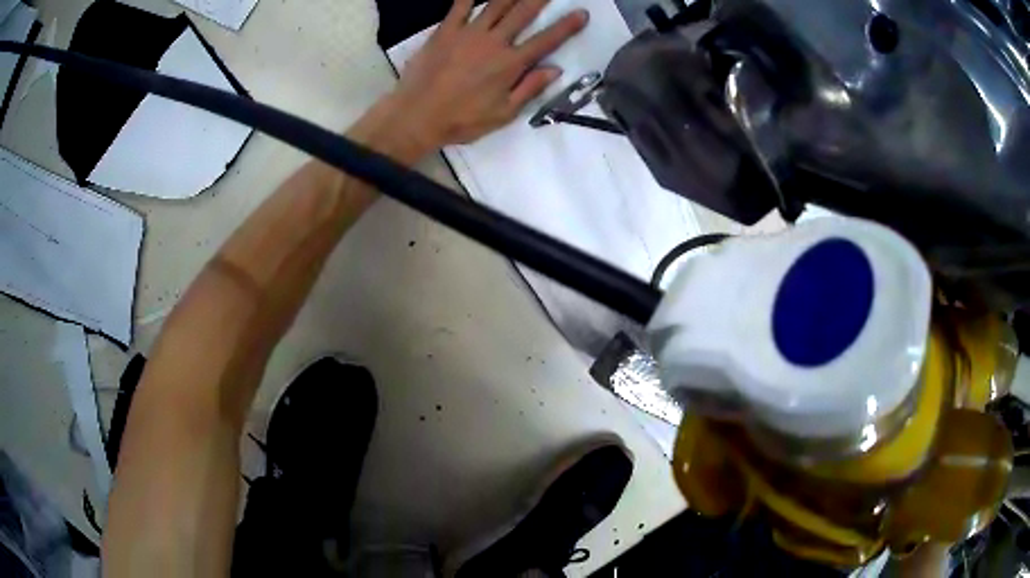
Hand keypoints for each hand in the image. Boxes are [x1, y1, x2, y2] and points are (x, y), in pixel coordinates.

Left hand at [389, 0, 588, 150]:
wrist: (416, 116)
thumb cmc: (462, 120)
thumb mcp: (503, 114)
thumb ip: (529, 88)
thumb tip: (555, 70)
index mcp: (511, 64)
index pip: (546, 40)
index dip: (567, 26)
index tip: (581, 13)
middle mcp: (494, 42)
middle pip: (523, 13)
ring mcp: (468, 33)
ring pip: (496, 4)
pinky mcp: (445, 31)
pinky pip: (460, 6)